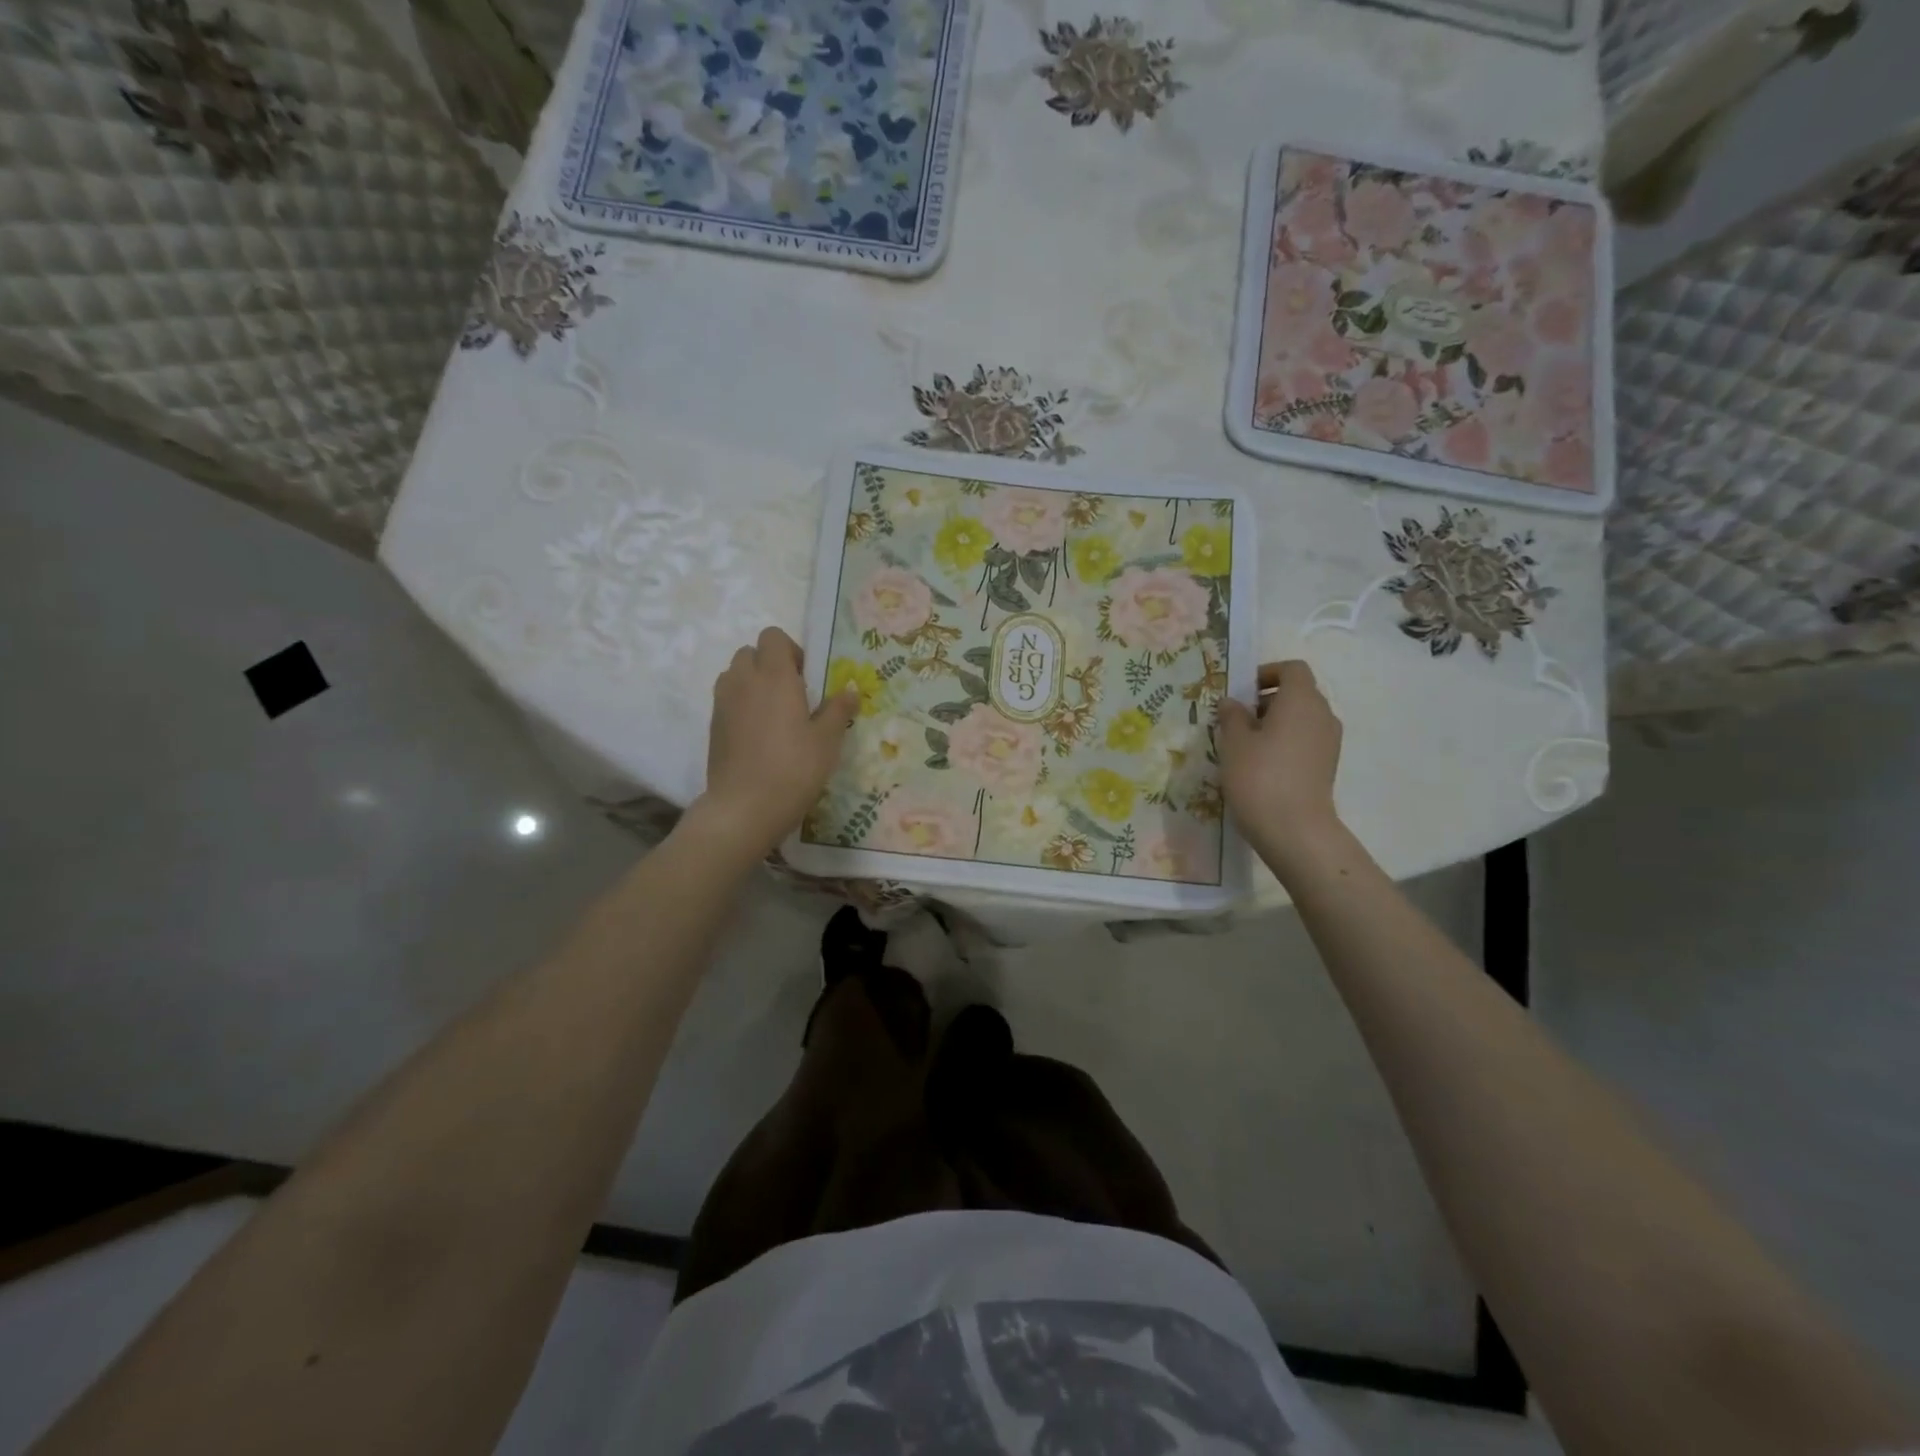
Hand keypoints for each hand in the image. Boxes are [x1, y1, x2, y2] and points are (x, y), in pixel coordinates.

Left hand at [695, 627, 859, 858]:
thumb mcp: (827, 740)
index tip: (807, 678)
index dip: (791, 650)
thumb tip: (850, 690)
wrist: (744, 807)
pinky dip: (741, 705)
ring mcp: (723, 703)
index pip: (773, 636)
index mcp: (774, 676)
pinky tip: (759, 736)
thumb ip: (838, 710)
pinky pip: (727, 700)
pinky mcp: (713, 726)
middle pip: (751, 652)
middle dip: (770, 665)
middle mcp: (743, 681)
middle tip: (793, 696)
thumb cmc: (794, 769)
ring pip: (735, 675)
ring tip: (774, 715)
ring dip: (753, 683)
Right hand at [1217, 660, 1344, 874]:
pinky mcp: (1327, 765)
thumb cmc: (1259, 776)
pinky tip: (1263, 764)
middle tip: (1238, 720)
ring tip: (1247, 745)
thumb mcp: (1234, 742)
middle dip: (1268, 699)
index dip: (1267, 673)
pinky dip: (1287, 742)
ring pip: (1302, 718)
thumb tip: (1233, 703)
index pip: (1292, 669)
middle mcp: (1322, 714)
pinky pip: (1306, 740)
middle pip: (1298, 693)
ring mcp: (1329, 742)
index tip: (1242, 691)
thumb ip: (1232, 716)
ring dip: (1276, 723)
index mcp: (1301, 699)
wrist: (1294, 829)